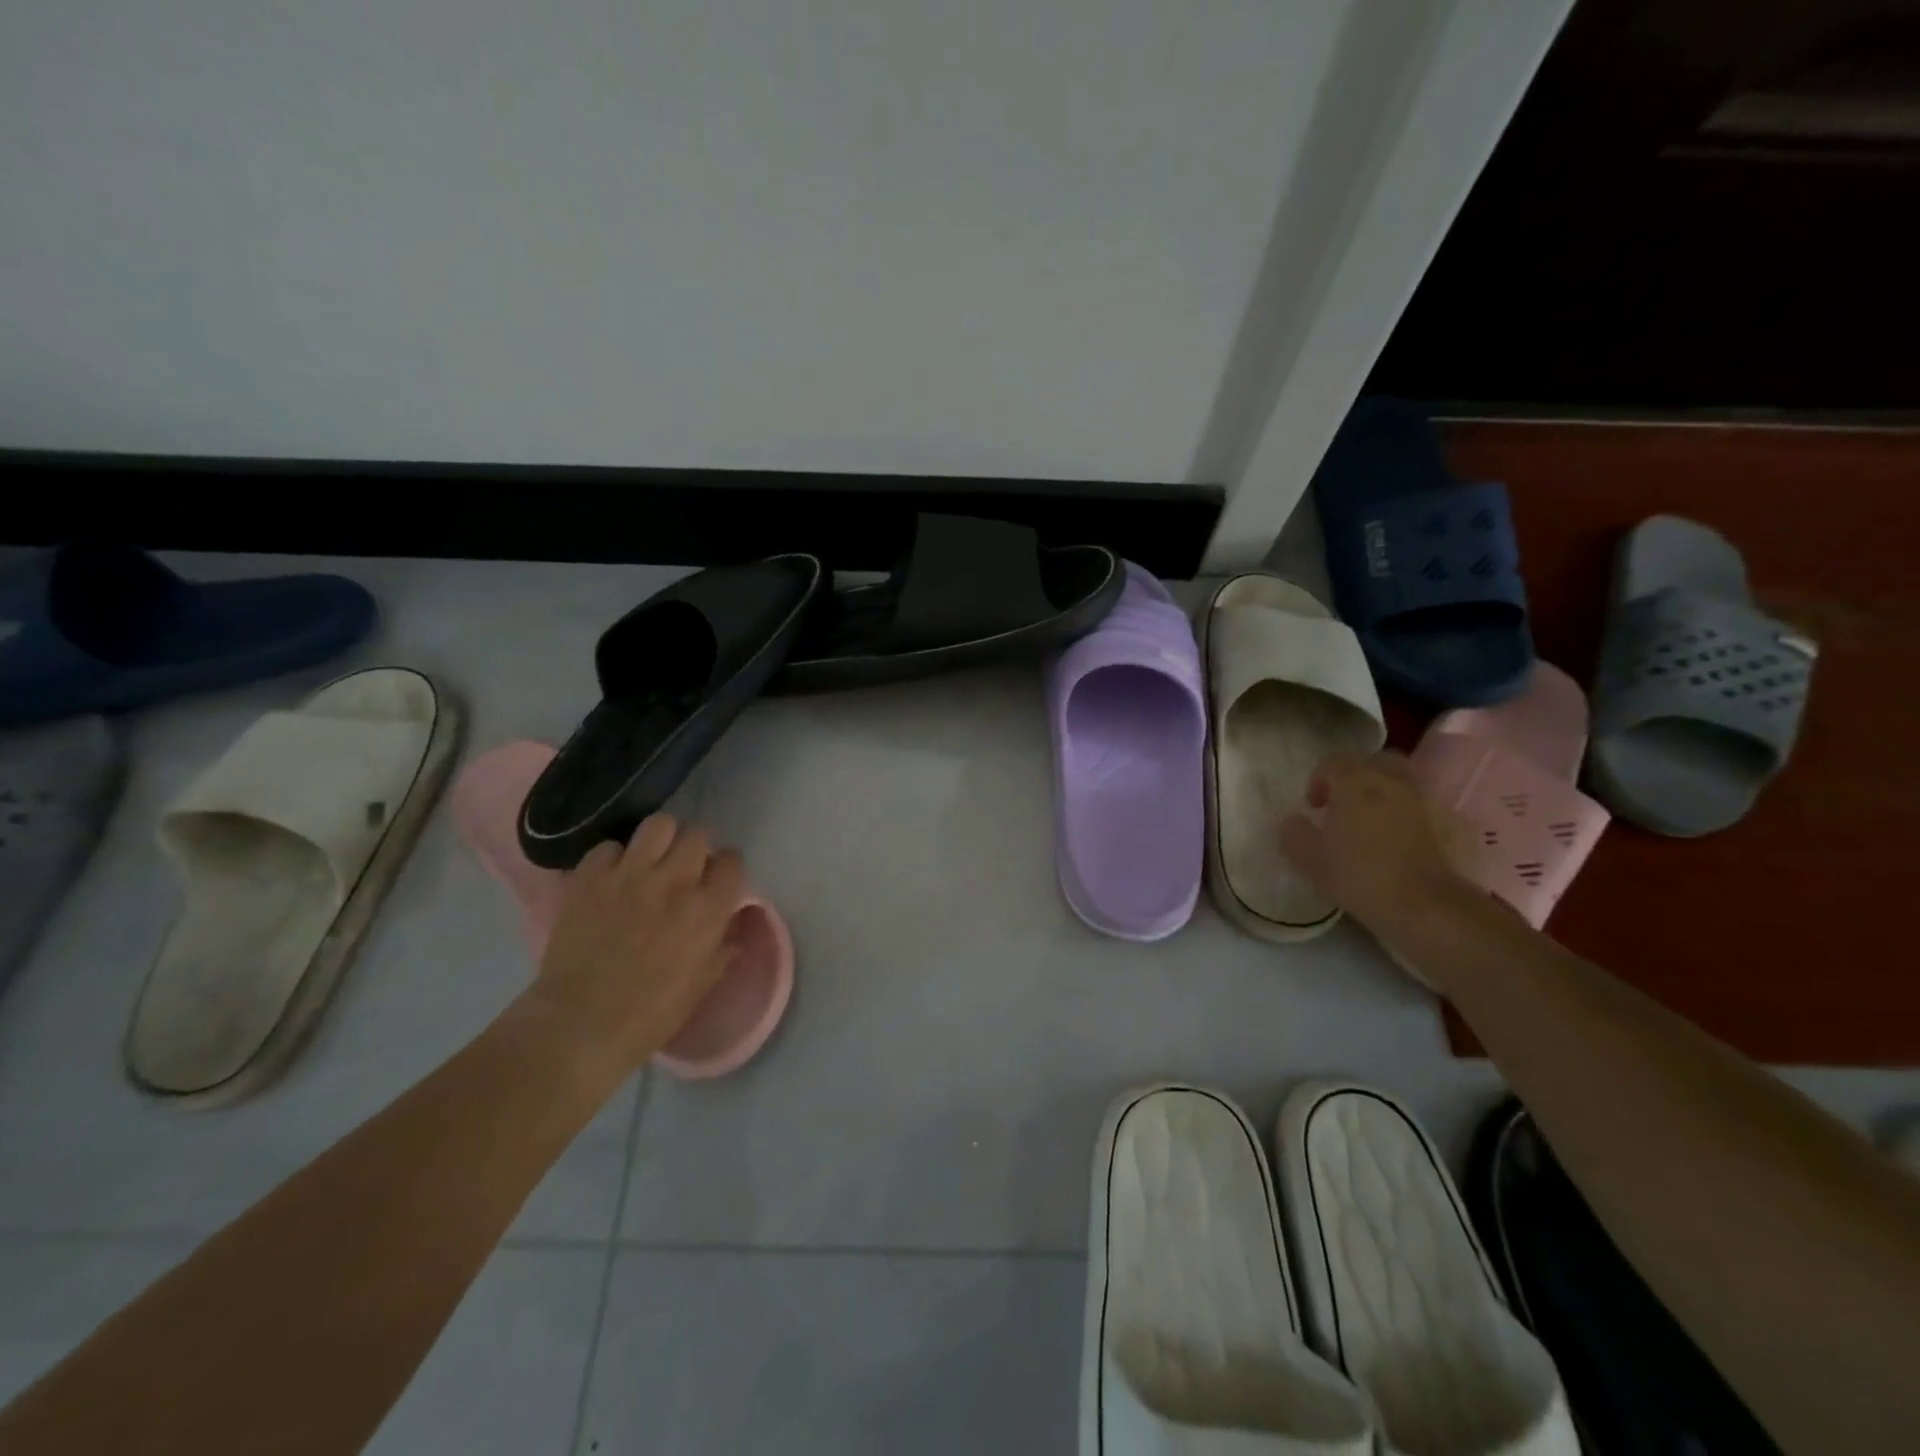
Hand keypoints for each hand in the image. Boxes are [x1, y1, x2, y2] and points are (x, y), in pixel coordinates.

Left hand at [524, 815, 743, 1080]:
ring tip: (651, 860)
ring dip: (660, 840)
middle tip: (685, 867)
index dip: (727, 868)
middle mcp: (674, 882)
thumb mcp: (701, 986)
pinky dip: (613, 859)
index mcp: (707, 910)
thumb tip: (730, 925)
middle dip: (696, 848)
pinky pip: (608, 847)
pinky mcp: (589, 878)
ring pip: (658, 825)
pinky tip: (611, 878)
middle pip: (698, 834)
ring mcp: (629, 875)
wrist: (578, 1026)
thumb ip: (721, 948)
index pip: (732, 861)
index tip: (718, 880)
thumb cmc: (649, 1016)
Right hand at [1278, 751, 1477, 947]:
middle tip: (1345, 804)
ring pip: (1402, 780)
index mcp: (1355, 783)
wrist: (1426, 906)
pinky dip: (1410, 814)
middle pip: (1373, 761)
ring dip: (1385, 792)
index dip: (1319, 780)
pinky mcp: (1449, 822)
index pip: (1333, 763)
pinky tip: (1401, 840)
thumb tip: (1293, 822)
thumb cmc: (1360, 876)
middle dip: (1357, 776)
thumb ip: (1294, 834)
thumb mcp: (1310, 860)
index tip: (1314, 807)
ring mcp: (1424, 800)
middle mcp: (1391, 781)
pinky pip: (1423, 806)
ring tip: (1374, 822)